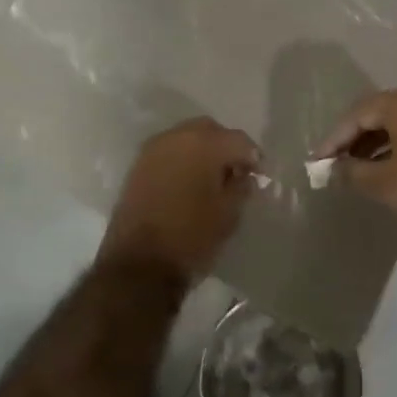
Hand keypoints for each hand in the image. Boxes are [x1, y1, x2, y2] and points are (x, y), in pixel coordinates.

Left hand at [103, 117, 261, 278]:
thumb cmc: (191, 237)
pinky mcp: (138, 166)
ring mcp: (153, 149)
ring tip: (210, 179)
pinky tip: (188, 183)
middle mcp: (177, 136)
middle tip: (235, 172)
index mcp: (205, 144)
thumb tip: (243, 176)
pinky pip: (168, 152)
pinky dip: (182, 160)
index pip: (239, 140)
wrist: (138, 265)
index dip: (253, 157)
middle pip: (211, 131)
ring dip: (202, 151)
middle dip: (225, 147)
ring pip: (186, 138)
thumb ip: (241, 187)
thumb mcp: (229, 214)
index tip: (258, 175)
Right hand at [312, 89, 396, 245]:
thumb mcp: (384, 184)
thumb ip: (351, 172)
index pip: (360, 113)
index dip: (336, 137)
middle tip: (335, 161)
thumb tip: (330, 169)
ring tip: (356, 166)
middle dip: (355, 136)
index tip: (319, 159)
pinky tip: (385, 164)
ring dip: (376, 140)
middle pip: (380, 111)